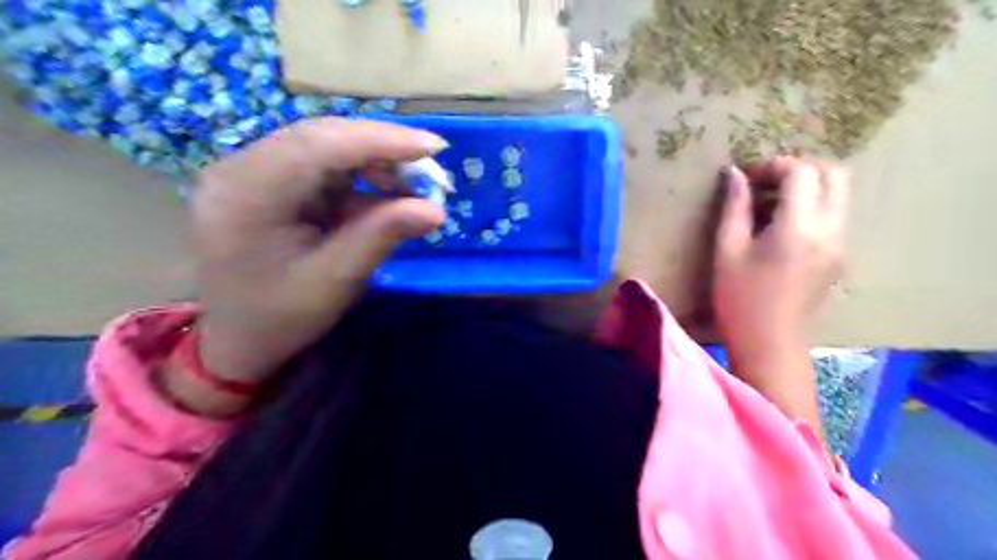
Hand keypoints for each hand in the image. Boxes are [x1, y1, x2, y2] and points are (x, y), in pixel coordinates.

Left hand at [189, 115, 443, 387]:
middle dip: (383, 149)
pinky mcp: (270, 184)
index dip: (381, 140)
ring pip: (325, 147)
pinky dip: (361, 180)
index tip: (434, 148)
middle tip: (431, 169)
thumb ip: (382, 236)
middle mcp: (241, 169)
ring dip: (375, 163)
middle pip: (322, 137)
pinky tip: (386, 198)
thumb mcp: (335, 280)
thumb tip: (436, 210)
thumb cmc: (279, 317)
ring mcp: (253, 173)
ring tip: (413, 189)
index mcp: (246, 193)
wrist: (235, 341)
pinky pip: (323, 168)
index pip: (319, 144)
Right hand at [717, 157, 848, 388]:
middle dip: (798, 169)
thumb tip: (735, 174)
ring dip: (807, 186)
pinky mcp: (839, 256)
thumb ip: (734, 207)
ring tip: (769, 203)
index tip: (745, 176)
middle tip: (764, 183)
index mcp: (800, 227)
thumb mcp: (727, 250)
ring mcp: (840, 243)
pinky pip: (834, 214)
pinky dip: (812, 206)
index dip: (772, 165)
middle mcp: (830, 229)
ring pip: (838, 193)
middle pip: (833, 174)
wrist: (769, 343)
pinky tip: (780, 226)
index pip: (801, 172)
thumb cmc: (740, 298)